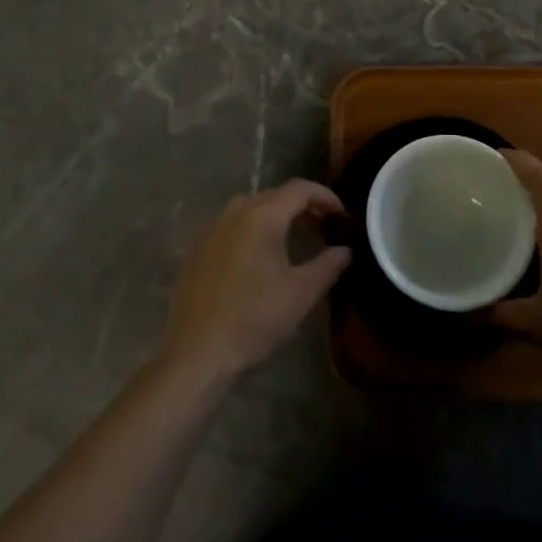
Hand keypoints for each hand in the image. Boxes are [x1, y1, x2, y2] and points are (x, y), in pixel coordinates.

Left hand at [160, 180, 351, 387]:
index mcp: (262, 216)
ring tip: (294, 236)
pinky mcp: (198, 248)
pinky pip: (232, 224)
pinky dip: (253, 227)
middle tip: (323, 226)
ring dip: (276, 214)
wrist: (196, 352)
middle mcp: (236, 212)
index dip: (325, 196)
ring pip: (251, 207)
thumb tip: (345, 250)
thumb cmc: (254, 319)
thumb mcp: (300, 294)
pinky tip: (260, 255)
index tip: (342, 214)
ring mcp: (213, 228)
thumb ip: (327, 266)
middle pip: (275, 195)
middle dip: (302, 205)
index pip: (299, 189)